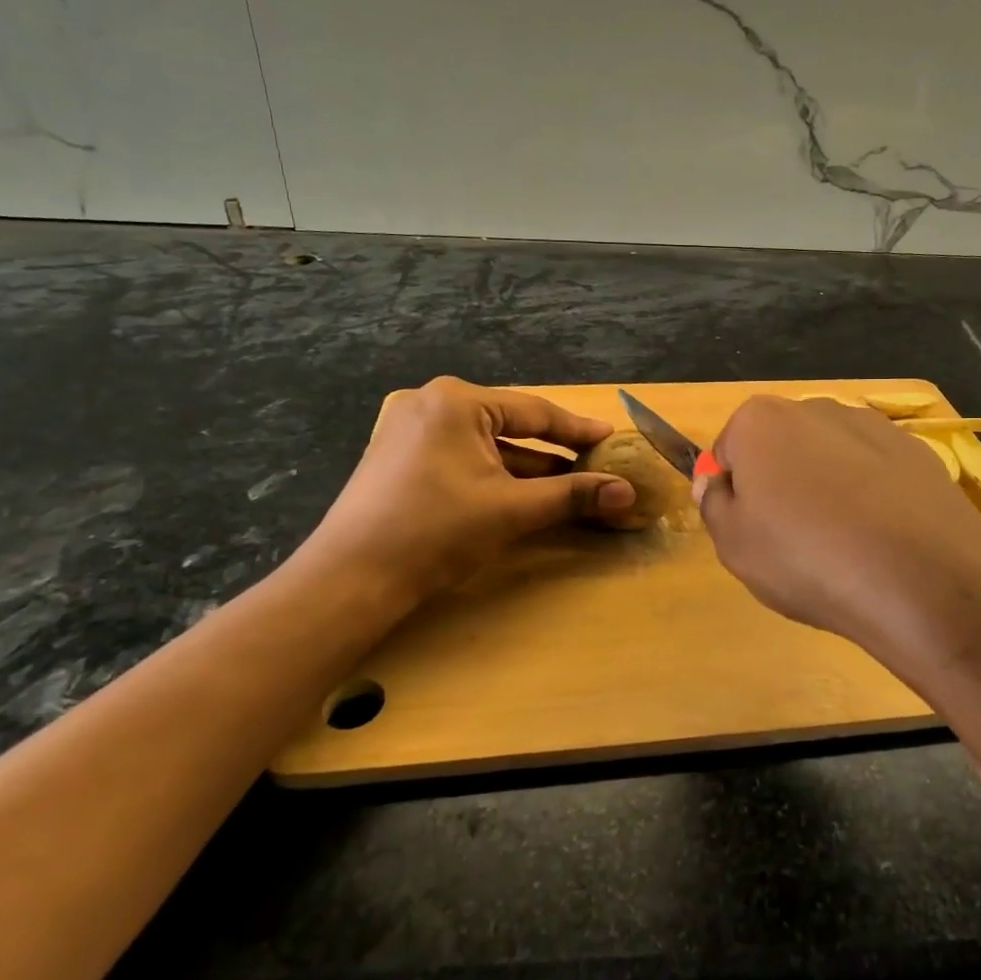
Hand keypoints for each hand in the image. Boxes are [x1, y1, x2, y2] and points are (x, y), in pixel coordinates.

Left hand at [292, 377, 635, 605]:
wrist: (351, 578)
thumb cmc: (436, 530)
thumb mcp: (512, 510)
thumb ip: (573, 495)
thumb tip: (628, 492)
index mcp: (457, 401)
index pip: (535, 412)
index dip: (578, 430)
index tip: (611, 438)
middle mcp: (432, 404)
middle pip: (511, 426)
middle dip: (553, 452)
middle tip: (594, 464)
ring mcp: (411, 430)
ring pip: (486, 445)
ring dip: (527, 468)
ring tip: (568, 486)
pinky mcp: (400, 458)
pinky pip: (463, 458)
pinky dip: (495, 475)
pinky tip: (522, 495)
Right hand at [696, 397, 980, 690]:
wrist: (923, 580)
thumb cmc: (808, 559)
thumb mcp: (735, 545)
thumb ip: (714, 504)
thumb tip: (716, 481)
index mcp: (760, 421)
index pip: (728, 452)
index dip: (734, 494)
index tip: (751, 531)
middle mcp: (816, 407)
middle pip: (781, 447)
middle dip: (781, 483)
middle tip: (794, 541)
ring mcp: (873, 425)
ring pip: (830, 457)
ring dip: (827, 488)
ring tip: (844, 545)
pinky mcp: (917, 450)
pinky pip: (875, 472)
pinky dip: (872, 496)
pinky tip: (883, 539)